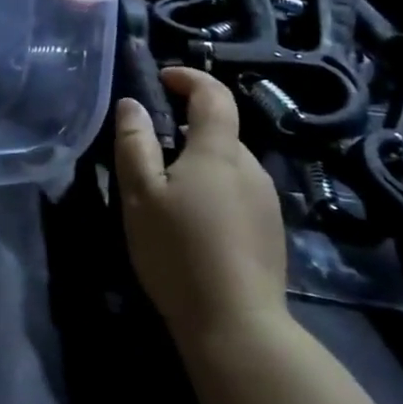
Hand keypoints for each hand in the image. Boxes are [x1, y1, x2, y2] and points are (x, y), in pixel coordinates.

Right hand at [114, 67, 287, 345]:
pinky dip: (213, 189)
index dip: (189, 78)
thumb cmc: (179, 251)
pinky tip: (193, 223)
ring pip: (228, 164)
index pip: (213, 95)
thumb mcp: (140, 195)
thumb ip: (134, 144)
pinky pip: (237, 191)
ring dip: (199, 162)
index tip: (162, 78)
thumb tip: (132, 104)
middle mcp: (251, 167)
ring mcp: (266, 201)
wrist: (237, 325)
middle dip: (187, 126)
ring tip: (166, 192)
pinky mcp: (271, 231)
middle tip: (149, 148)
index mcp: (219, 151)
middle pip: (221, 130)